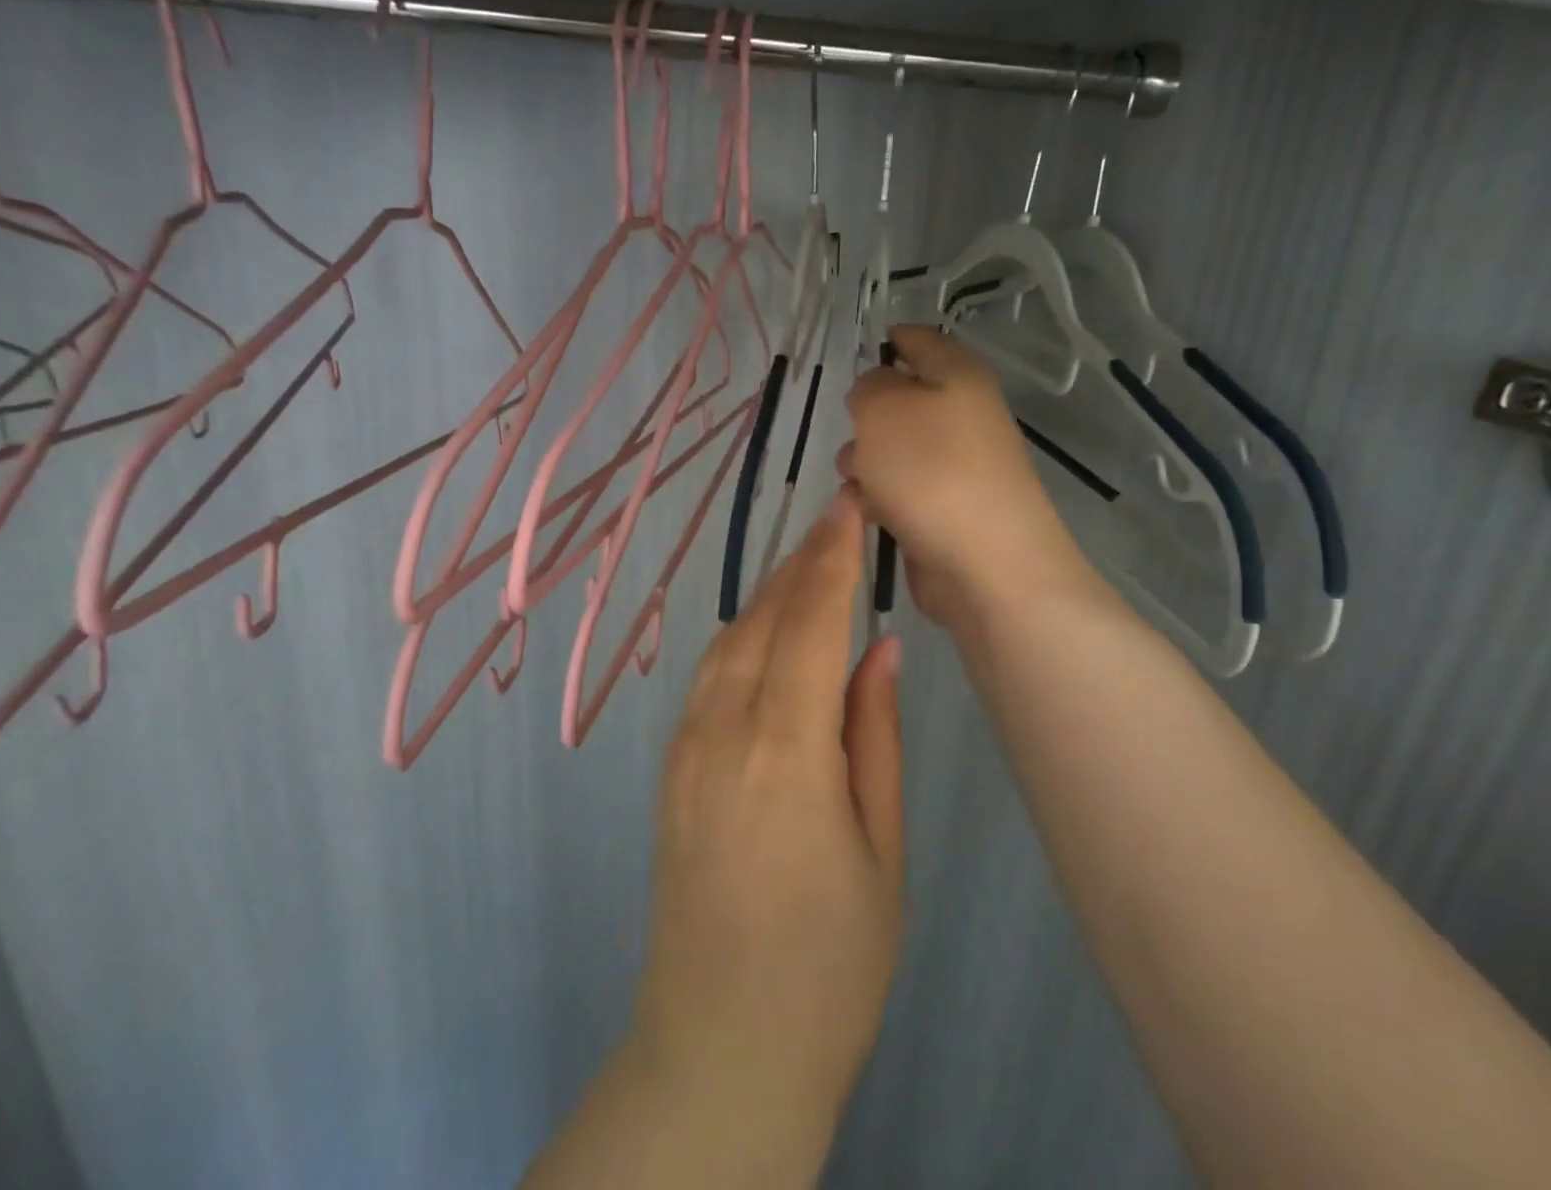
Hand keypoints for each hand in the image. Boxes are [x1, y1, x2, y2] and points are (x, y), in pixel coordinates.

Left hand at [629, 486, 903, 1154]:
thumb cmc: (829, 963)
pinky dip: (741, 636)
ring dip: (769, 594)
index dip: (832, 555)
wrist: (720, 1046)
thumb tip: (880, 648)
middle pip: (764, 618)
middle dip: (802, 562)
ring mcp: (686, 747)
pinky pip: (708, 678)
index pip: (811, 621)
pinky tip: (766, 633)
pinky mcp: (670, 769)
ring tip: (809, 565)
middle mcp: (723, 730)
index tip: (851, 504)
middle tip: (837, 519)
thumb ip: (874, 735)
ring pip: (730, 641)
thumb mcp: (880, 849)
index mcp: (785, 749)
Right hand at [841, 325, 1094, 631]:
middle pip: (905, 400)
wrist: (986, 564)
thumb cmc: (931, 471)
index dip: (891, 339)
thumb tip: (876, 393)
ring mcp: (959, 466)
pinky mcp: (948, 509)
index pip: (922, 340)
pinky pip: (903, 490)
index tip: (860, 352)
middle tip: (853, 431)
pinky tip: (866, 512)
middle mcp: (964, 416)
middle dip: (867, 416)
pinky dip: (880, 497)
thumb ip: (869, 386)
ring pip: (897, 449)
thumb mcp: (883, 408)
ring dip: (867, 461)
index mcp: (959, 376)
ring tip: (856, 481)